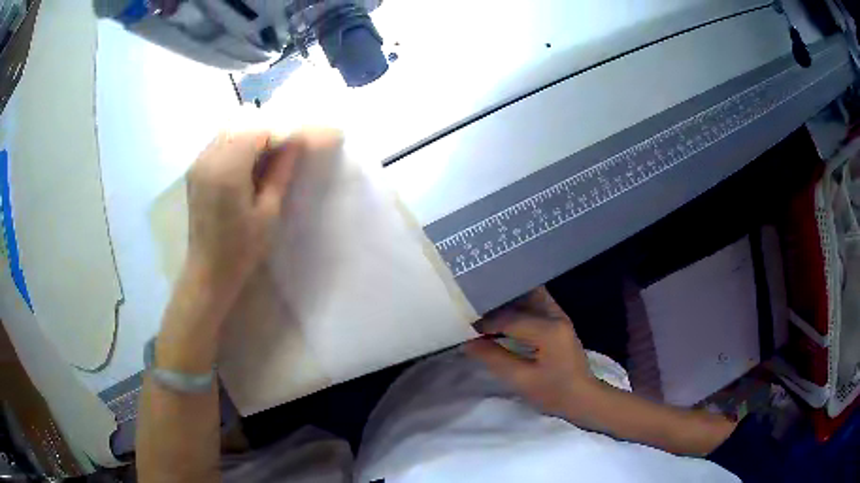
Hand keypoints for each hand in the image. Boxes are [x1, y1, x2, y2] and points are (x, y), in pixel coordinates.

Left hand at [185, 130, 301, 299]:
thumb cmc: (242, 249)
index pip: (257, 131)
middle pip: (241, 125)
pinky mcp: (195, 170)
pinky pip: (218, 144)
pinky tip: (248, 162)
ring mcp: (198, 163)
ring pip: (228, 131)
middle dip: (265, 131)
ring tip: (268, 155)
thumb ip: (281, 171)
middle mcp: (208, 159)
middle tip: (284, 148)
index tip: (298, 142)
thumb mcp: (268, 212)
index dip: (280, 132)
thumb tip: (297, 142)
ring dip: (250, 136)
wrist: (209, 271)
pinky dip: (236, 144)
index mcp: (227, 170)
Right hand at [466, 288, 597, 417]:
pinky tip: (504, 316)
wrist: (583, 398)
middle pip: (521, 297)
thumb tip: (468, 343)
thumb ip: (494, 358)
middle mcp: (556, 315)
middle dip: (496, 302)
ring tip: (485, 310)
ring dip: (508, 301)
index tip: (464, 326)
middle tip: (473, 310)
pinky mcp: (559, 321)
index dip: (485, 322)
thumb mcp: (521, 380)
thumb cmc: (554, 393)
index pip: (510, 318)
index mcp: (549, 330)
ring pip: (530, 296)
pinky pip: (536, 304)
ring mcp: (560, 316)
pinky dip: (518, 306)